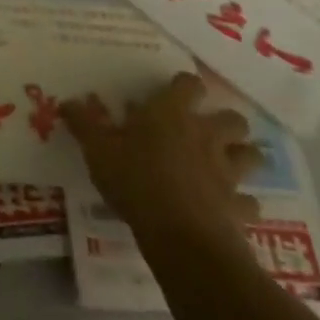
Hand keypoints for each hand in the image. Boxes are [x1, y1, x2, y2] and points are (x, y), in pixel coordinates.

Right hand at [60, 71, 263, 251]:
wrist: (180, 235)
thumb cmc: (135, 180)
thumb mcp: (97, 150)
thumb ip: (84, 124)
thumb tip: (68, 101)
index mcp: (172, 114)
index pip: (189, 84)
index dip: (183, 86)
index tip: (171, 94)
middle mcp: (206, 136)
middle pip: (233, 119)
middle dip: (223, 123)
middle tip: (202, 132)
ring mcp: (228, 172)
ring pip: (251, 156)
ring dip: (241, 157)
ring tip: (222, 165)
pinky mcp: (239, 206)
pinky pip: (248, 202)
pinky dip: (241, 204)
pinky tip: (226, 208)